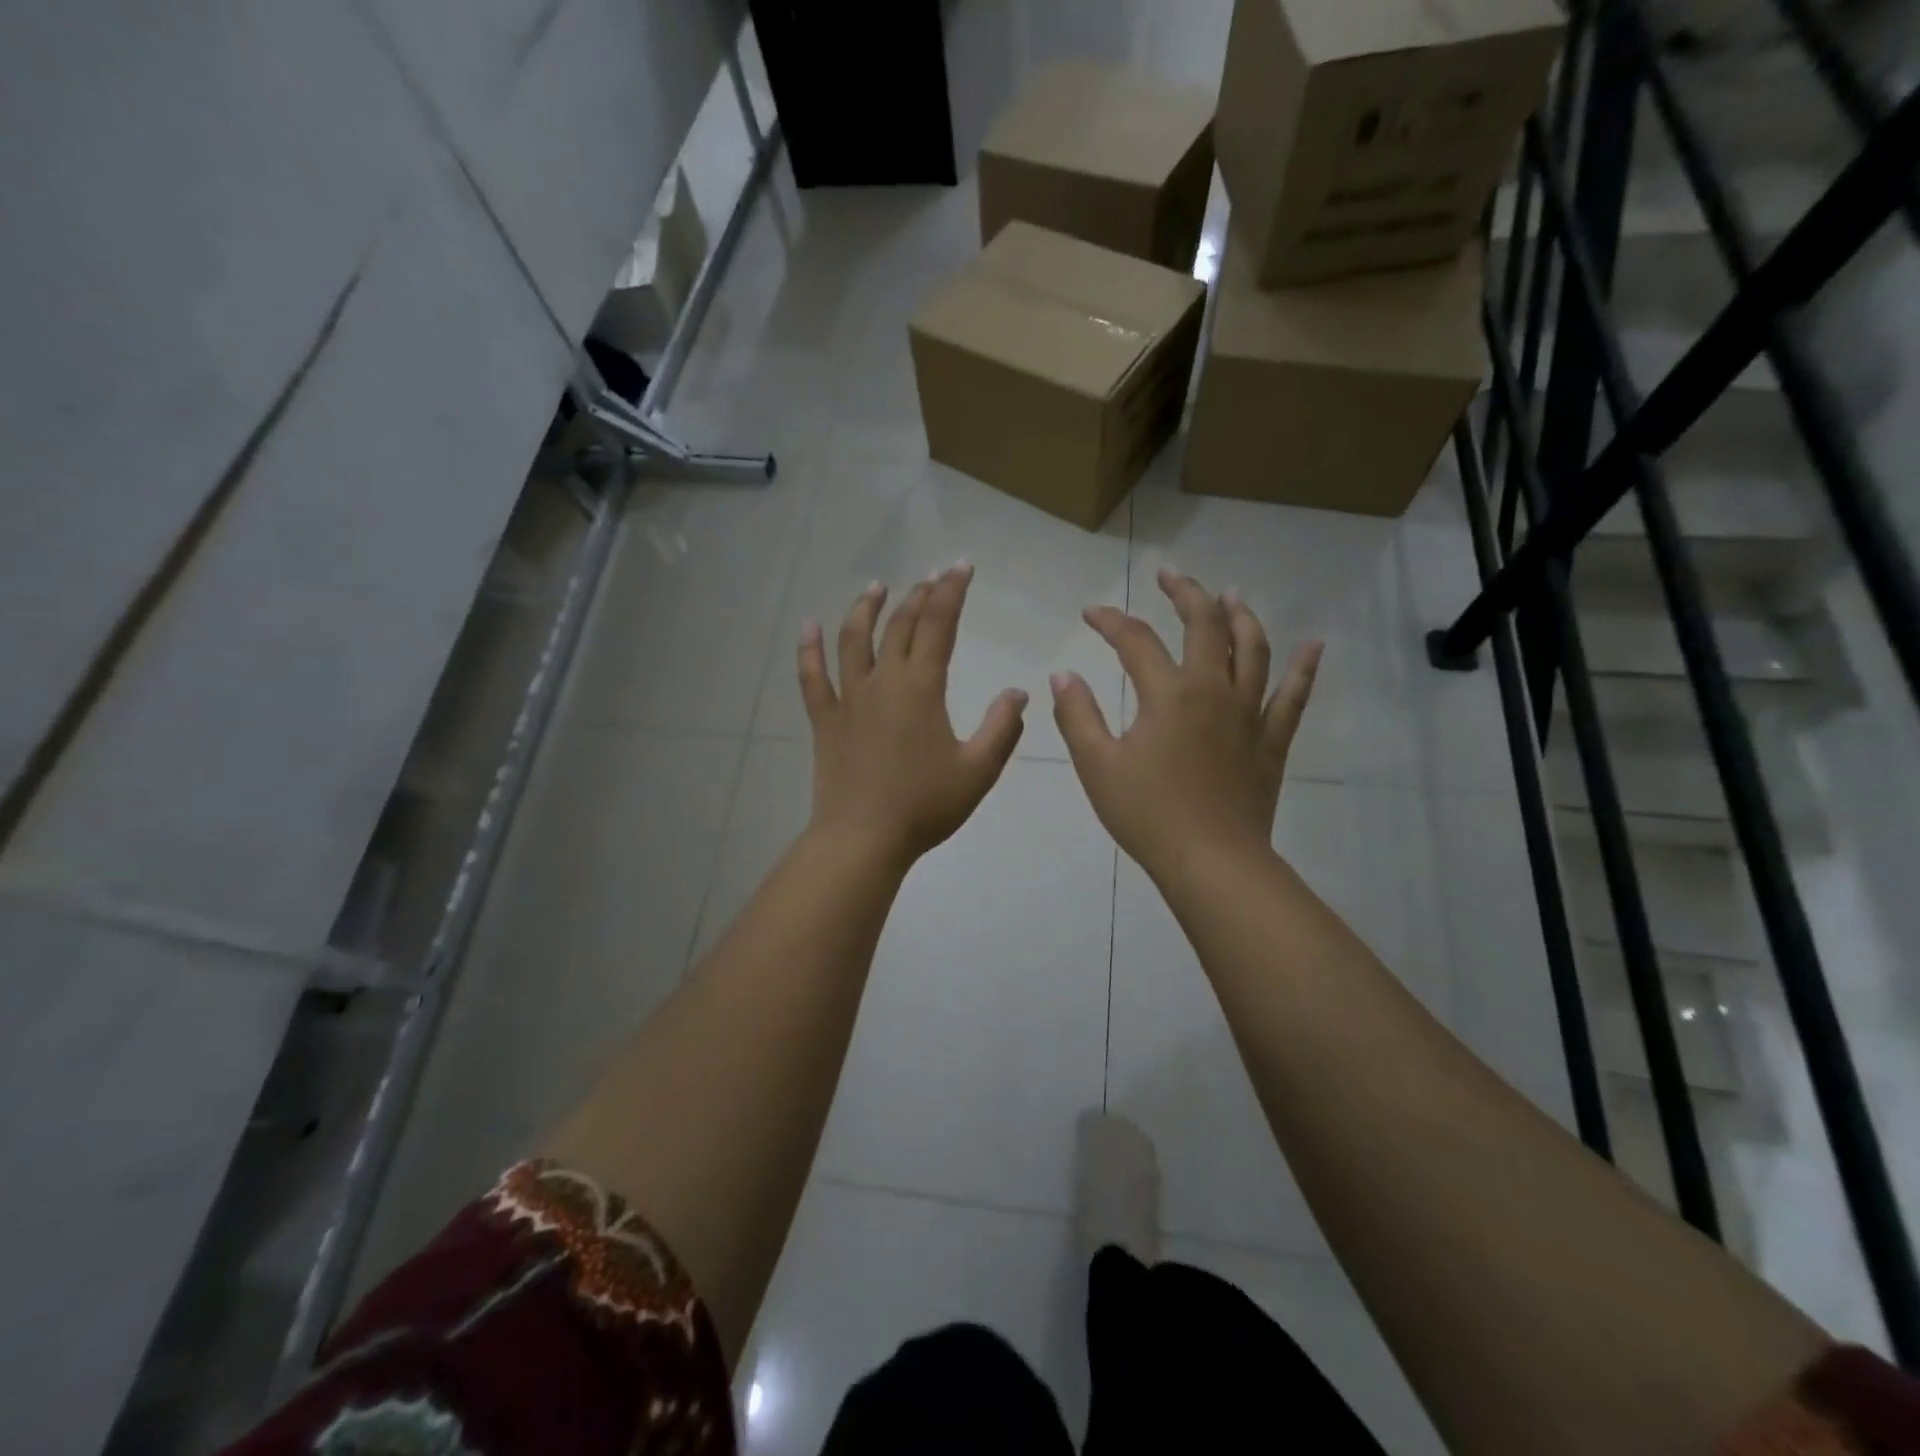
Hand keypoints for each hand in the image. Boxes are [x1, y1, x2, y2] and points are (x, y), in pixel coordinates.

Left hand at [799, 564, 1027, 869]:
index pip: (938, 625)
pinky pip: (812, 677)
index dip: (951, 592)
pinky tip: (808, 626)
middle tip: (933, 577)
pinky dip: (809, 649)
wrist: (863, 839)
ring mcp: (848, 698)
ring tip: (876, 587)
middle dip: (919, 595)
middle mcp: (883, 681)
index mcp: (921, 688)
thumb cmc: (924, 806)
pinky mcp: (825, 720)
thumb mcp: (978, 770)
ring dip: (866, 608)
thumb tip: (1018, 693)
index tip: (961, 568)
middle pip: (900, 625)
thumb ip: (1002, 728)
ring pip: (853, 639)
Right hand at [1051, 568, 1321, 888]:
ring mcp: (1249, 713)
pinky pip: (1293, 696)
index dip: (1110, 621)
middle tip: (1169, 575)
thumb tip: (1063, 675)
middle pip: (1205, 625)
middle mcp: (1213, 690)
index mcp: (1167, 694)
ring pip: (1252, 649)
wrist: (1212, 861)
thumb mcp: (1097, 765)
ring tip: (1231, 595)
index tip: (1091, 612)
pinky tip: (1315, 644)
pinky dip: (1305, 667)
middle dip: (1185, 593)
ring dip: (1240, 616)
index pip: (1135, 640)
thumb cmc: (1147, 814)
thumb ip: (1078, 715)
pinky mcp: (1271, 740)